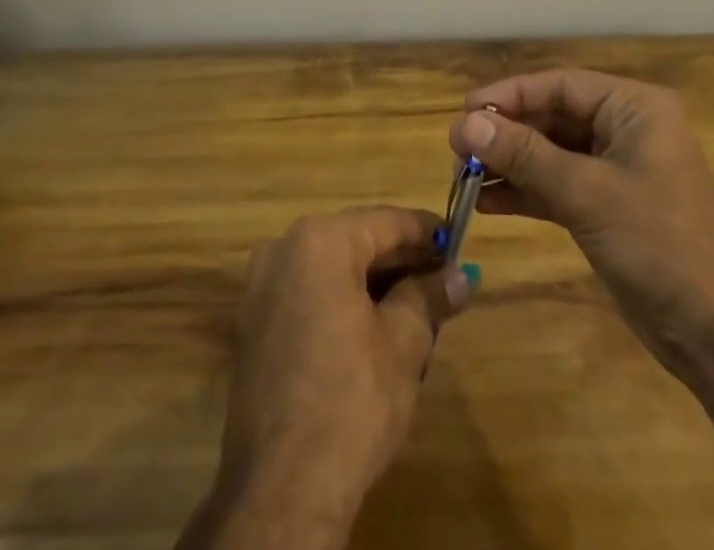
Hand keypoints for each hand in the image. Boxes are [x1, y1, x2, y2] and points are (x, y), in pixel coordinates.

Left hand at [190, 207, 475, 548]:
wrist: (280, 492)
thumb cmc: (351, 401)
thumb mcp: (405, 342)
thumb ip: (431, 296)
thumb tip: (461, 276)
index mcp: (320, 240)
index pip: (387, 222)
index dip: (427, 232)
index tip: (458, 244)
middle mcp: (283, 249)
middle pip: (357, 242)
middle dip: (401, 262)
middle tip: (442, 282)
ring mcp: (261, 288)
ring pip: (332, 269)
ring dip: (373, 284)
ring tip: (416, 311)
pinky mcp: (252, 326)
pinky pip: (308, 295)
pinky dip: (342, 303)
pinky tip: (373, 333)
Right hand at [449, 70, 713, 383]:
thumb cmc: (660, 243)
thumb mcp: (587, 193)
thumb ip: (525, 156)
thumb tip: (464, 125)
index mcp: (633, 107)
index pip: (560, 85)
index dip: (510, 95)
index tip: (465, 112)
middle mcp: (625, 129)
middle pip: (553, 117)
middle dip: (507, 133)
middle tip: (458, 150)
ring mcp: (616, 170)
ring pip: (551, 153)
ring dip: (510, 163)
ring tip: (464, 177)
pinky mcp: (607, 208)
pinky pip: (557, 186)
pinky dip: (525, 192)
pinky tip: (488, 202)